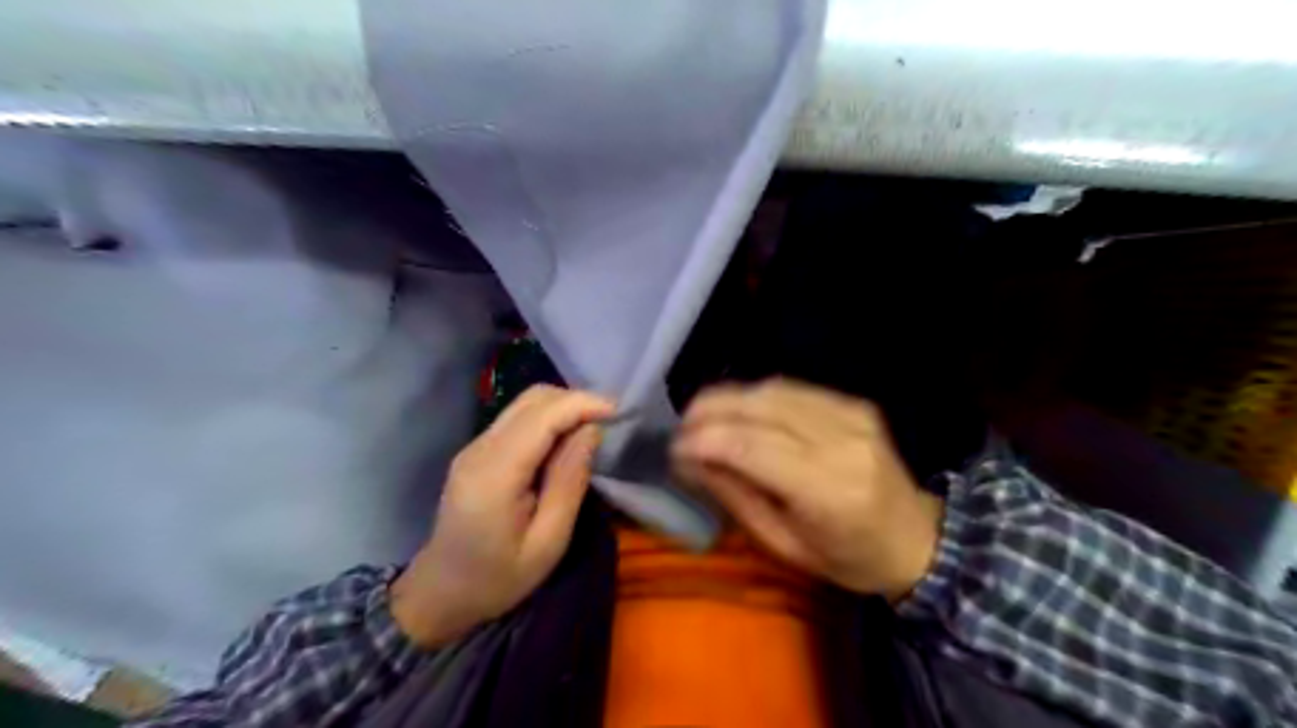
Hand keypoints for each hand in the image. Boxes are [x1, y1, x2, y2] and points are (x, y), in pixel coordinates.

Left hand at [391, 386, 614, 648]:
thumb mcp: (548, 542)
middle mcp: (480, 449)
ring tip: (591, 430)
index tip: (618, 411)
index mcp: (495, 474)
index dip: (582, 404)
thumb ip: (569, 482)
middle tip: (608, 423)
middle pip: (532, 399)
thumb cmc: (499, 578)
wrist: (442, 592)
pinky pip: (518, 418)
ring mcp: (474, 446)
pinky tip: (565, 441)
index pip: (542, 417)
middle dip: (575, 401)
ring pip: (525, 403)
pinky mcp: (477, 450)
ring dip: (563, 407)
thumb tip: (591, 431)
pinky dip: (548, 418)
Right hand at [668, 377, 943, 598]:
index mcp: (829, 490)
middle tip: (681, 428)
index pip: (751, 446)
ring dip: (728, 398)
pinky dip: (756, 396)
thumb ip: (735, 495)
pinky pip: (792, 388)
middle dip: (709, 410)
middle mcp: (842, 441)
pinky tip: (738, 411)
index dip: (704, 440)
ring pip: (772, 389)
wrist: (916, 539)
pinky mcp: (854, 403)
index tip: (673, 448)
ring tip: (701, 417)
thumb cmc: (847, 558)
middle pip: (760, 406)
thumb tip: (688, 459)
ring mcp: (853, 415)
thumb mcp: (783, 544)